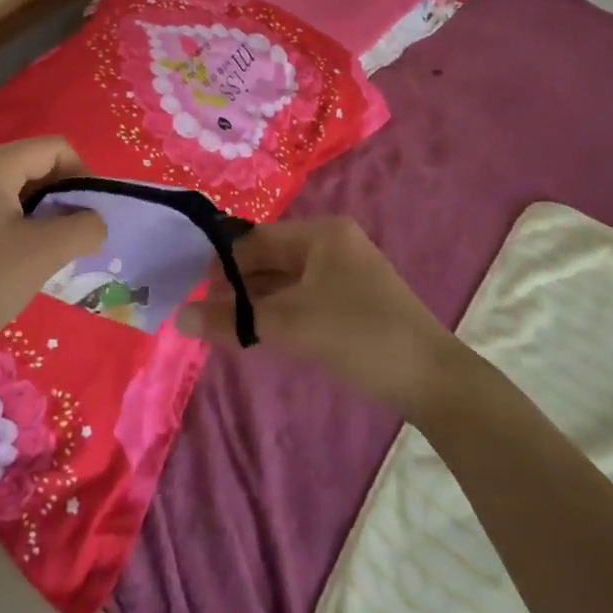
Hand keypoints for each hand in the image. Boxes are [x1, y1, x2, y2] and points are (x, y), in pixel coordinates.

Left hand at [0, 137, 103, 372]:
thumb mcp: (42, 254)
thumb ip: (83, 228)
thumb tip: (96, 222)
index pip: (58, 149)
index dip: (84, 178)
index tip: (90, 221)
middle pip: (39, 166)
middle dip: (64, 200)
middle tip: (72, 243)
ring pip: (22, 191)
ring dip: (44, 218)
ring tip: (47, 257)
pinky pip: (1, 209)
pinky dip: (21, 228)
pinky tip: (18, 264)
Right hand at [175, 216, 460, 414]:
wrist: (432, 379)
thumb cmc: (359, 335)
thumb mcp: (291, 325)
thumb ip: (233, 319)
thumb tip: (179, 318)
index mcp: (321, 233)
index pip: (256, 240)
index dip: (222, 266)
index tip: (194, 294)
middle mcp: (332, 244)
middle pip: (269, 259)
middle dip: (238, 287)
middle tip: (206, 317)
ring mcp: (344, 272)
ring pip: (285, 281)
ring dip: (256, 303)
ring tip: (225, 329)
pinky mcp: (351, 300)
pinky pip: (302, 297)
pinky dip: (279, 312)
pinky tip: (260, 334)